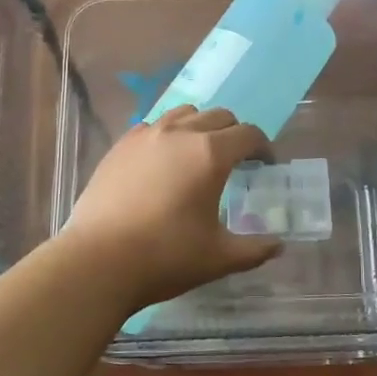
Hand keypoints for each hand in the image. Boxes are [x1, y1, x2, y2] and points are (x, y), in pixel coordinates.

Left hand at [60, 106, 281, 306]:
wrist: (98, 261)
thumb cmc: (166, 257)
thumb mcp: (219, 258)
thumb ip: (255, 249)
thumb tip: (278, 245)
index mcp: (211, 154)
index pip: (248, 134)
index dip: (263, 147)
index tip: (265, 165)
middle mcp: (180, 133)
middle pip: (218, 116)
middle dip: (234, 133)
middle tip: (236, 161)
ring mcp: (145, 136)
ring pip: (184, 114)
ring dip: (200, 127)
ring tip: (198, 155)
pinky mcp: (120, 146)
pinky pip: (152, 126)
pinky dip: (167, 136)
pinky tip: (162, 163)